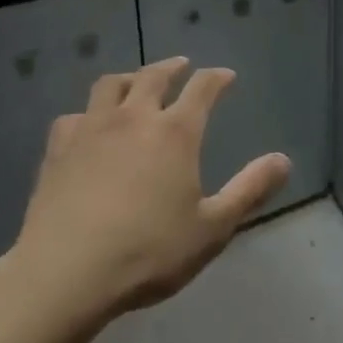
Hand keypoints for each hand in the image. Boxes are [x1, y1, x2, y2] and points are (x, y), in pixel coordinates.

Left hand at [0, 57, 291, 342]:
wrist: (64, 276)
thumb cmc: (147, 253)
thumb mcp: (212, 228)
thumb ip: (250, 191)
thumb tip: (284, 160)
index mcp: (176, 132)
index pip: (203, 88)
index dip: (217, 78)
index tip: (226, 76)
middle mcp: (135, 118)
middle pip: (154, 76)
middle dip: (172, 68)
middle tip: (181, 67)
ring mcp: (92, 130)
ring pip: (110, 86)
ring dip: (127, 79)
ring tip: (134, 84)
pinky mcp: (58, 151)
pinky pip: (72, 118)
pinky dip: (86, 115)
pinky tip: (86, 127)